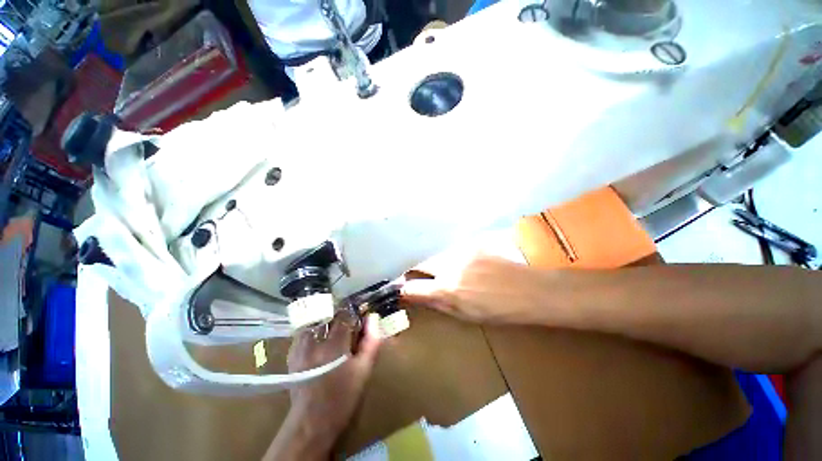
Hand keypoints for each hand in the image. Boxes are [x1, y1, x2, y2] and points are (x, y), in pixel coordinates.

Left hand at [264, 313, 381, 460]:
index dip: (354, 313)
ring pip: (315, 321)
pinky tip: (320, 339)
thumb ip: (371, 342)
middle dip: (340, 317)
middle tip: (348, 325)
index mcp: (334, 345)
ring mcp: (300, 348)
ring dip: (326, 321)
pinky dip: (314, 330)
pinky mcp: (292, 354)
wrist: (312, 422)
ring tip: (334, 330)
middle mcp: (314, 342)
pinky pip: (303, 332)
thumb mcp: (363, 371)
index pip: (345, 315)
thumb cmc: (343, 397)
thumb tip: (373, 318)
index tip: (361, 316)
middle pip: (329, 315)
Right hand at [401, 246, 542, 324]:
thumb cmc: (499, 311)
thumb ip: (439, 304)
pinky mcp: (472, 244)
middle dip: (414, 270)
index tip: (401, 290)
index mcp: (448, 290)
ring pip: (436, 255)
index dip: (403, 289)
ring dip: (433, 263)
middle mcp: (450, 267)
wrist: (529, 290)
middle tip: (415, 277)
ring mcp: (462, 252)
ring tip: (439, 270)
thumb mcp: (466, 315)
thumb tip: (418, 298)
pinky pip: (452, 250)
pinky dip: (449, 258)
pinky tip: (458, 263)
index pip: (413, 287)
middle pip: (421, 264)